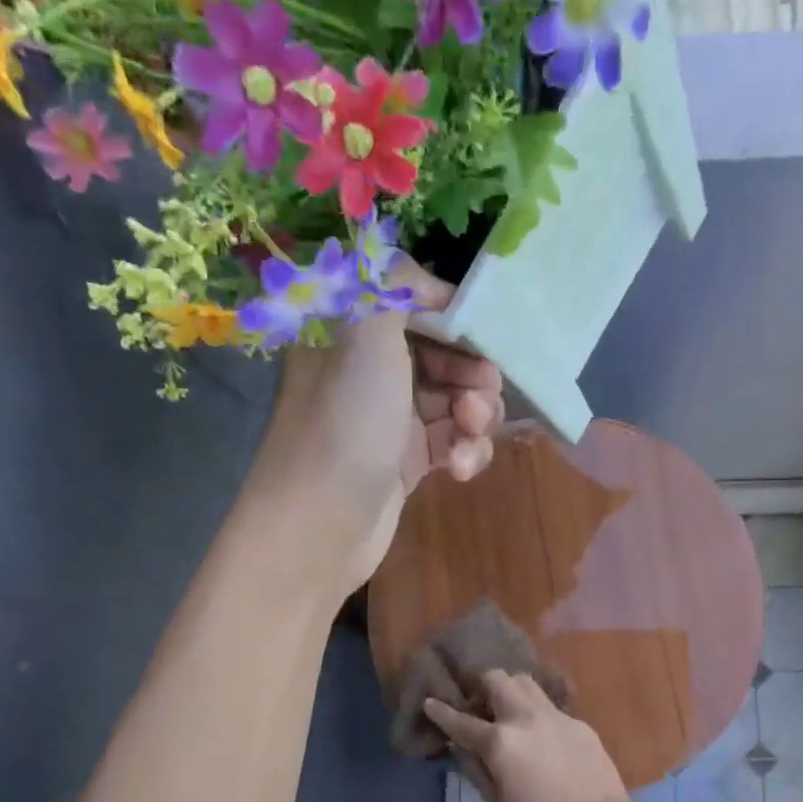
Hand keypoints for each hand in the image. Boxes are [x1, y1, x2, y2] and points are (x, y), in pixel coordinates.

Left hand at [246, 259, 503, 590]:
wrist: (320, 526)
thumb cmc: (345, 423)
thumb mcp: (367, 334)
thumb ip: (392, 283)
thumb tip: (423, 275)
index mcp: (350, 332)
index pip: (409, 300)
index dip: (450, 312)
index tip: (480, 330)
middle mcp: (368, 370)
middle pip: (441, 352)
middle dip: (471, 370)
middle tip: (482, 392)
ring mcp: (389, 419)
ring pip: (454, 399)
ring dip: (476, 414)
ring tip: (471, 433)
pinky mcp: (406, 462)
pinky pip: (451, 441)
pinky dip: (465, 451)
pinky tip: (461, 470)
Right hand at [424, 672, 629, 801]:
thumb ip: (475, 770)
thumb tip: (461, 747)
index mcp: (500, 742)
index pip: (461, 721)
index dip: (441, 712)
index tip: (431, 702)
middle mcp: (525, 718)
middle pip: (498, 679)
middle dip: (482, 685)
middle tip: (480, 705)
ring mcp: (555, 716)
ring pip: (526, 682)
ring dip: (511, 690)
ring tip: (509, 711)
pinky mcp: (578, 722)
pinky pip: (550, 707)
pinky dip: (537, 714)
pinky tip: (542, 737)